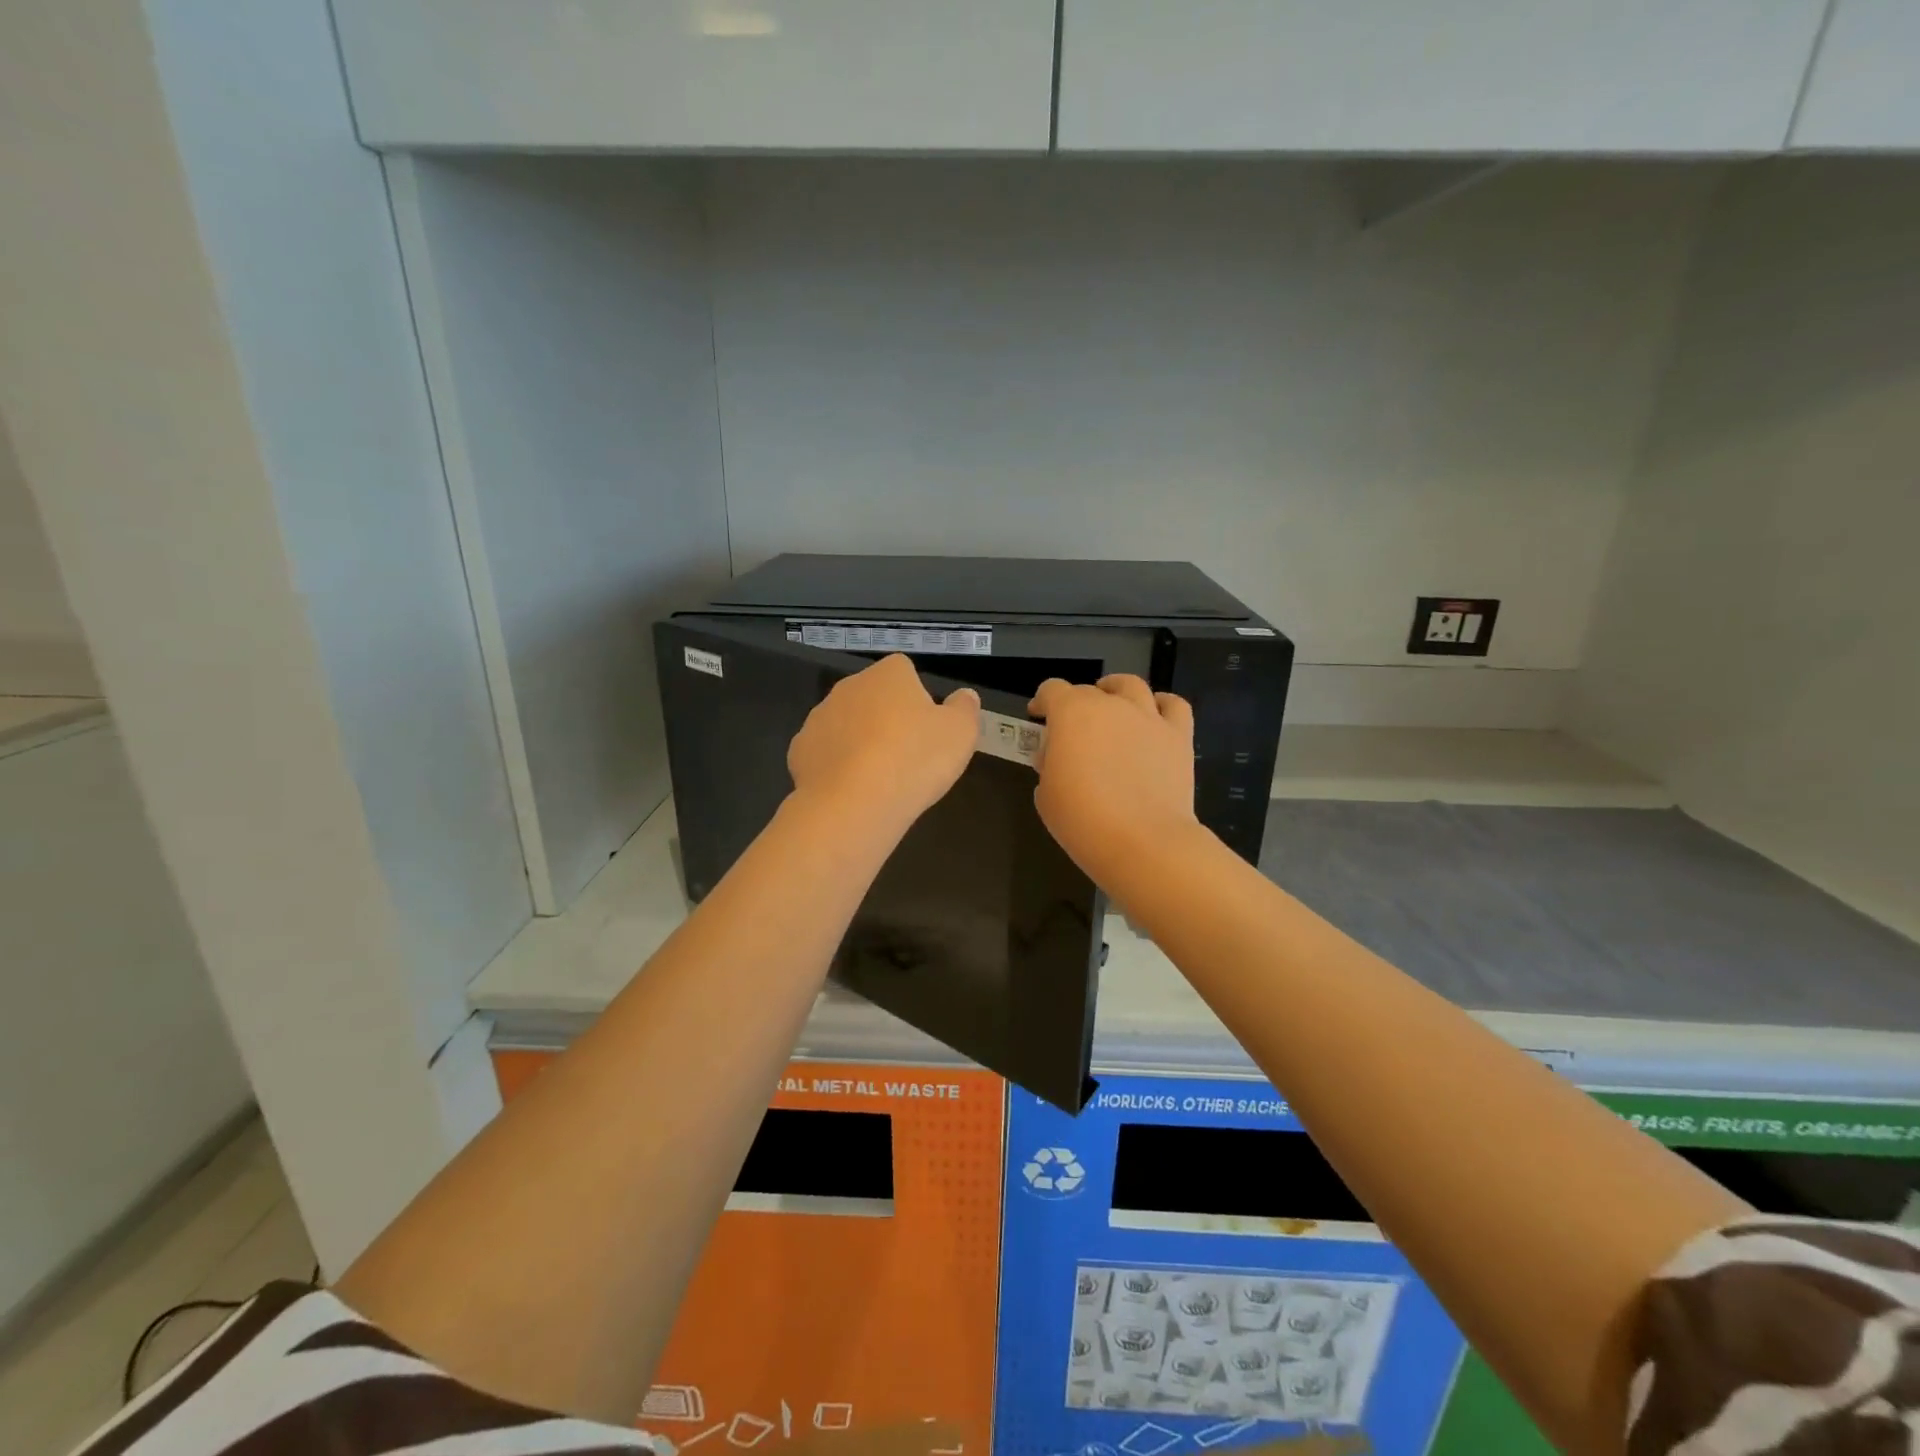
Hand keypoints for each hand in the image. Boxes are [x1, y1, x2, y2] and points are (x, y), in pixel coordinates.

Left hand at [787, 654, 980, 830]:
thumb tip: (964, 696)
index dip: (917, 698)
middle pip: (873, 697)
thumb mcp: (961, 734)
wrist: (855, 804)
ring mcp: (819, 717)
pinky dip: (836, 766)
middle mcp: (849, 686)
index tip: (927, 728)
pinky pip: (825, 752)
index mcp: (888, 675)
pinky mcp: (799, 750)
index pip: (904, 671)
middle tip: (906, 755)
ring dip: (859, 741)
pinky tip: (851, 789)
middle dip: (886, 719)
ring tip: (879, 778)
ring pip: (846, 724)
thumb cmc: (915, 760)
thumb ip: (965, 709)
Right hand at [1028, 674, 1200, 886]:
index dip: (1042, 701)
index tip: (1038, 718)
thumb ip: (1049, 764)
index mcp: (1072, 713)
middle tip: (1073, 731)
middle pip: (1089, 690)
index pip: (1052, 690)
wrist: (1143, 842)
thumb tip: (1059, 756)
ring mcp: (1148, 717)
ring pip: (1131, 685)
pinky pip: (1173, 705)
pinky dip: (1161, 705)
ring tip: (1113, 707)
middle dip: (1076, 704)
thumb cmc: (1083, 820)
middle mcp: (1111, 705)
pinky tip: (1153, 718)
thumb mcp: (1046, 794)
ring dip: (1117, 691)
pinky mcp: (1178, 736)